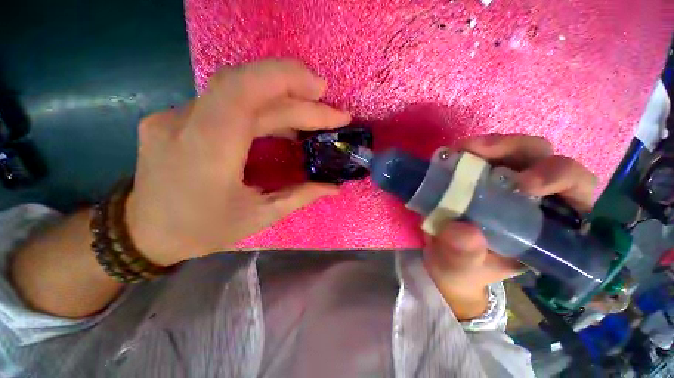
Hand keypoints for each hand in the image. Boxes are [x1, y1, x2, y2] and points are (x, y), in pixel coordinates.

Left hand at [125, 59, 350, 265]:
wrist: (144, 232)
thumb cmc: (202, 230)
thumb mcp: (258, 217)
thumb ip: (300, 196)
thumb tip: (333, 186)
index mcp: (206, 152)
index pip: (242, 92)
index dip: (285, 80)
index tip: (321, 91)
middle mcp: (184, 122)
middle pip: (247, 88)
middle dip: (296, 93)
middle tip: (330, 109)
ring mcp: (176, 115)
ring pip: (238, 90)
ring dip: (282, 97)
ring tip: (313, 112)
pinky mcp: (178, 116)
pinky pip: (228, 101)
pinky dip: (264, 105)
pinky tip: (284, 119)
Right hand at [423, 134, 597, 319]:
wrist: (441, 259)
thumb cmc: (460, 270)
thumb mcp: (459, 270)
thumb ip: (463, 257)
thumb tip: (463, 232)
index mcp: (544, 227)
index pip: (575, 192)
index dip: (560, 178)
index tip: (523, 186)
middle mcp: (531, 198)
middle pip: (544, 159)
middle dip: (519, 150)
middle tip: (483, 154)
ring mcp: (502, 182)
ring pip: (516, 149)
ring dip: (493, 145)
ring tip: (464, 151)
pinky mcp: (479, 176)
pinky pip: (482, 153)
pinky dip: (470, 150)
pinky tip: (452, 155)